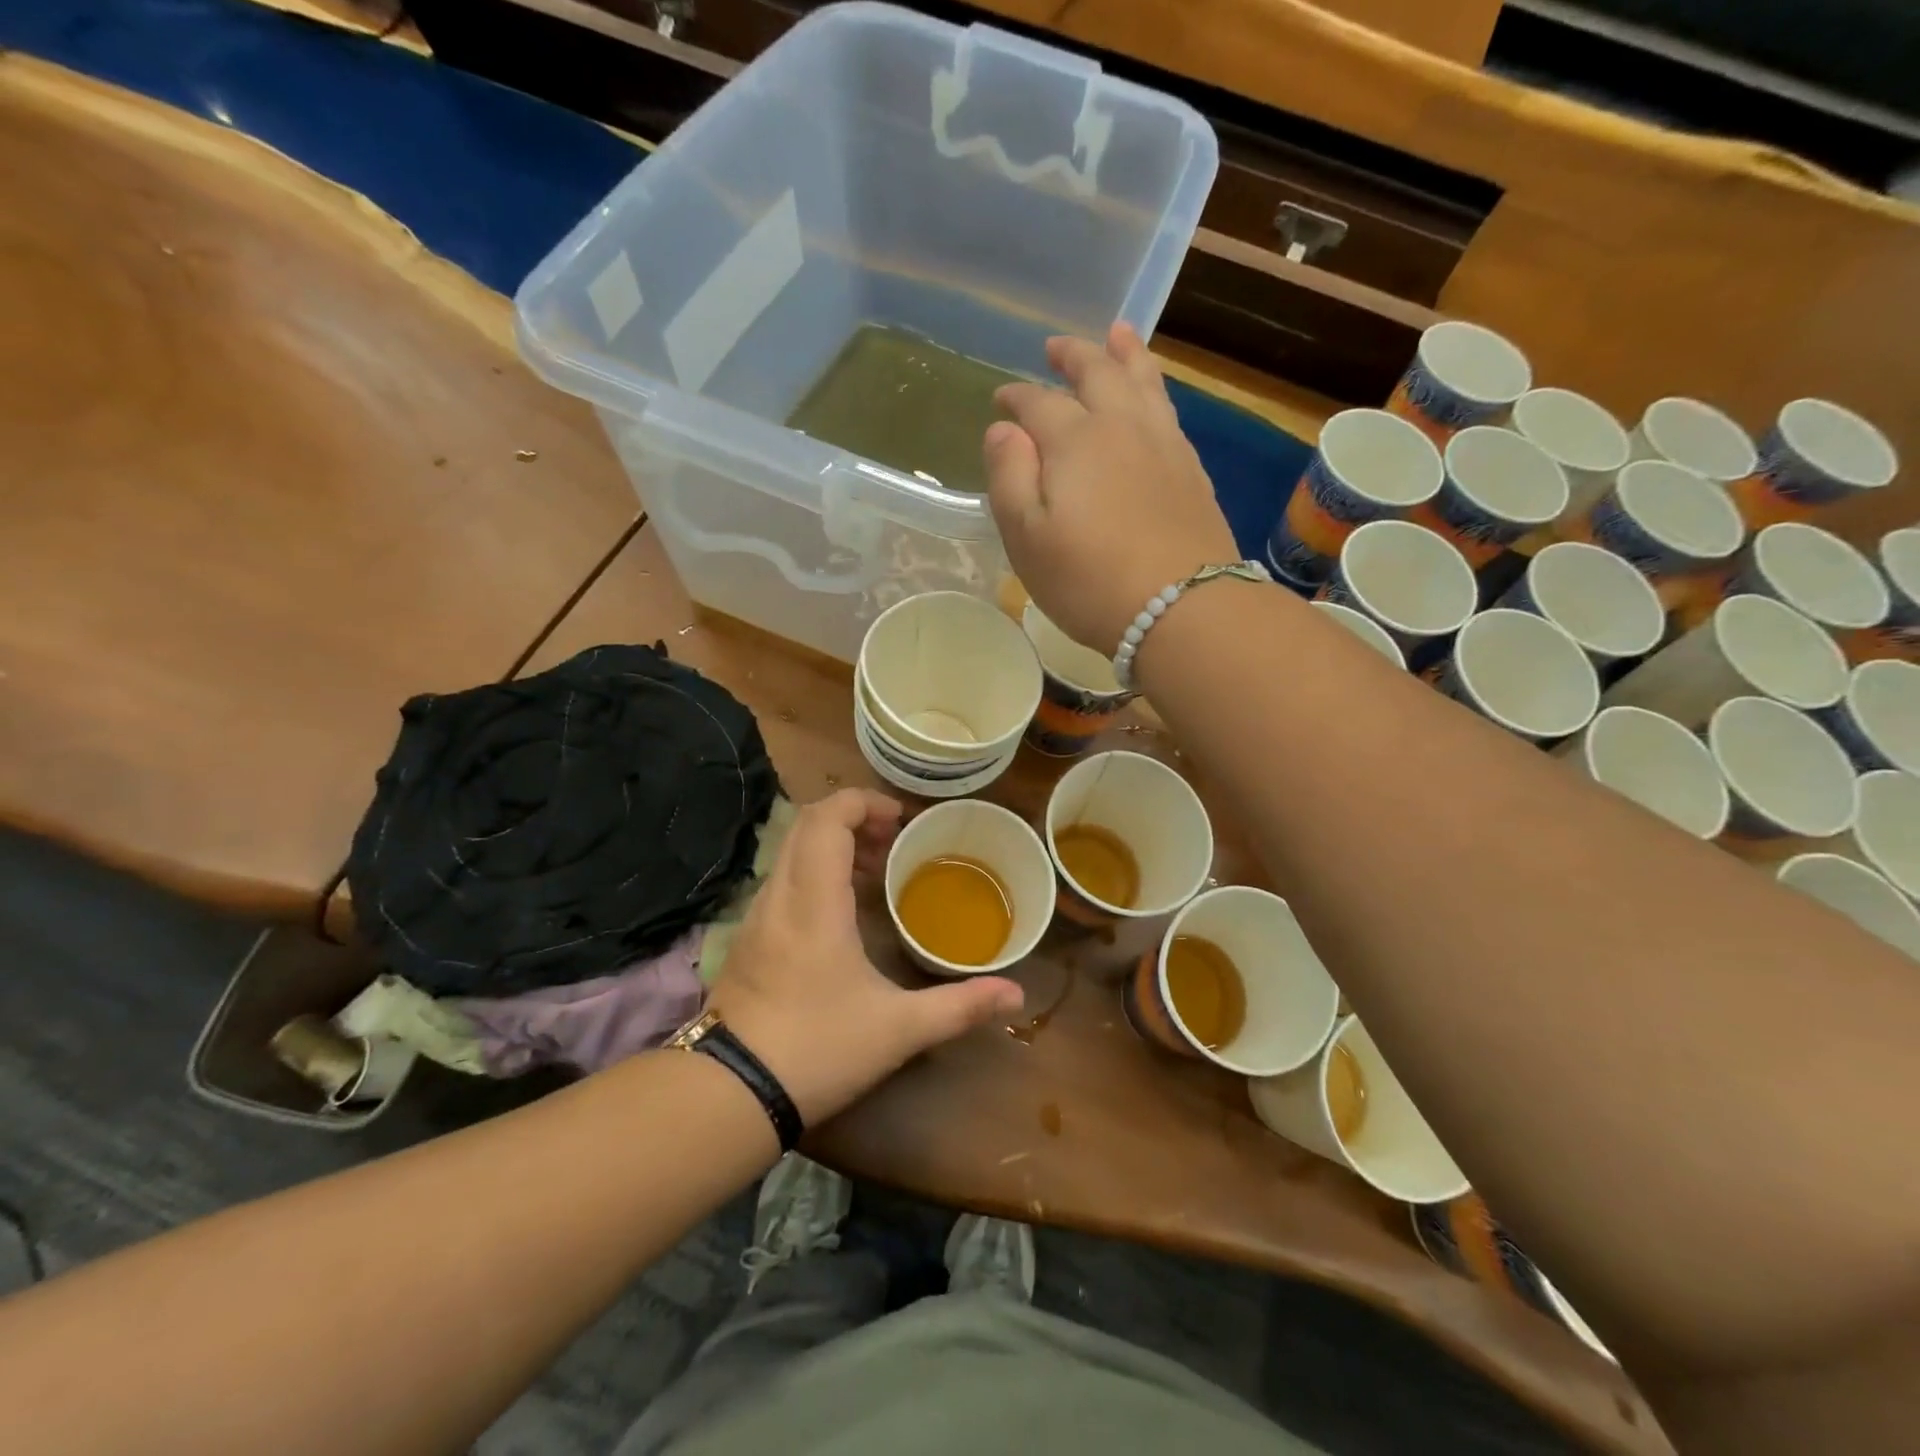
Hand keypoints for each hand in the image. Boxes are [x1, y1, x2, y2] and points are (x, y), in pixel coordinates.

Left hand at [705, 789, 1023, 1125]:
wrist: (730, 1094)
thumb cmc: (818, 1049)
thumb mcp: (899, 1029)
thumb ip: (960, 1007)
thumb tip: (1016, 996)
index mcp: (815, 901)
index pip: (827, 818)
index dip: (863, 802)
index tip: (899, 819)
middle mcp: (780, 895)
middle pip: (806, 824)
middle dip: (851, 818)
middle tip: (892, 842)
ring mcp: (757, 916)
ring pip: (790, 851)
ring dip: (831, 845)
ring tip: (873, 873)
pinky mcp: (747, 939)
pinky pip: (782, 880)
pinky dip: (813, 872)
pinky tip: (840, 912)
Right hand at [986, 324, 1239, 654]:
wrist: (1183, 608)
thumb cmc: (1089, 580)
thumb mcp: (1027, 538)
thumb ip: (1009, 477)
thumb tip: (1003, 429)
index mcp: (1074, 441)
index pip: (1037, 403)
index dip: (1016, 397)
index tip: (1001, 398)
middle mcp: (1121, 427)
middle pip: (1097, 374)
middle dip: (1072, 357)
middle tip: (1055, 347)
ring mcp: (1164, 444)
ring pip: (1143, 382)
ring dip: (1125, 354)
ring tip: (1117, 335)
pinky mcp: (1192, 470)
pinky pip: (1168, 410)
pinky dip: (1154, 388)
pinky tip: (1151, 397)